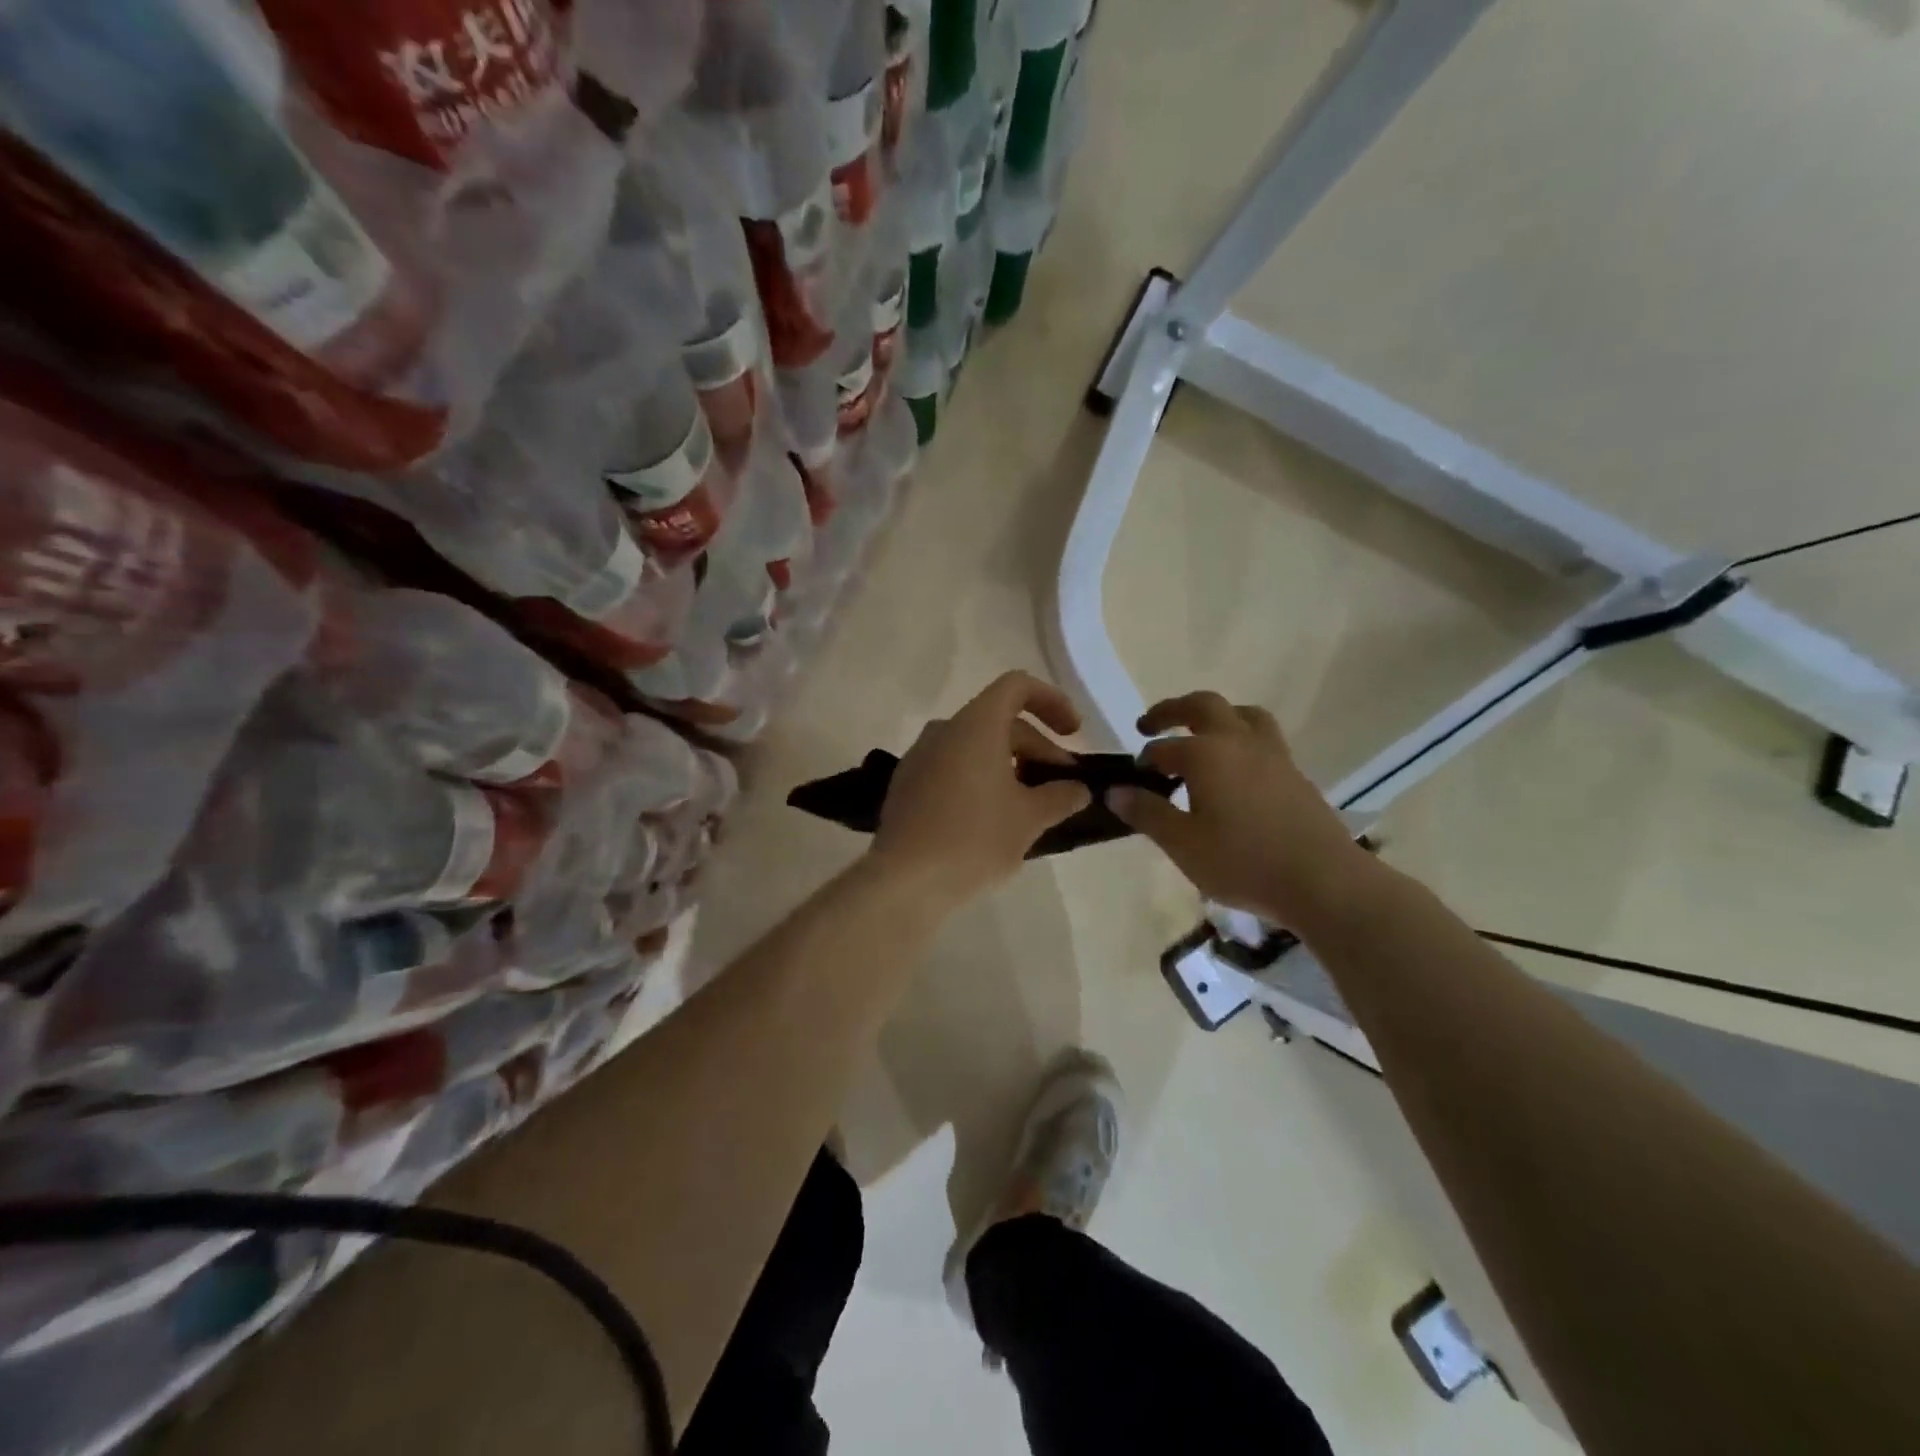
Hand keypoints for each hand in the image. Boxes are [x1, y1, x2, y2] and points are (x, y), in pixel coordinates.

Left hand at [868, 672, 1091, 908]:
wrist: (905, 881)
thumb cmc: (975, 839)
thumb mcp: (1029, 818)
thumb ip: (1060, 796)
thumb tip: (1078, 789)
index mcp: (975, 725)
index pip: (1017, 686)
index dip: (1052, 701)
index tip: (1073, 733)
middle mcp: (943, 730)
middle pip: (1000, 721)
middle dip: (1038, 748)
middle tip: (1062, 786)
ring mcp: (919, 757)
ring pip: (975, 746)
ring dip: (1010, 765)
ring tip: (1031, 804)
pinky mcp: (907, 785)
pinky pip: (952, 767)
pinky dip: (980, 779)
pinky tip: (993, 818)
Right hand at [1111, 691, 1378, 930]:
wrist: (1322, 881)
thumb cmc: (1243, 862)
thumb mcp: (1183, 844)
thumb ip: (1147, 813)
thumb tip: (1115, 791)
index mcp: (1205, 754)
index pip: (1163, 748)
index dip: (1144, 760)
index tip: (1133, 778)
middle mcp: (1238, 742)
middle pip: (1203, 706)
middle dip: (1172, 711)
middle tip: (1149, 725)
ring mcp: (1273, 754)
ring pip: (1242, 714)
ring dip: (1215, 716)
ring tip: (1200, 735)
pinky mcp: (1295, 773)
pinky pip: (1262, 738)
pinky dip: (1240, 739)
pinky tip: (1234, 771)